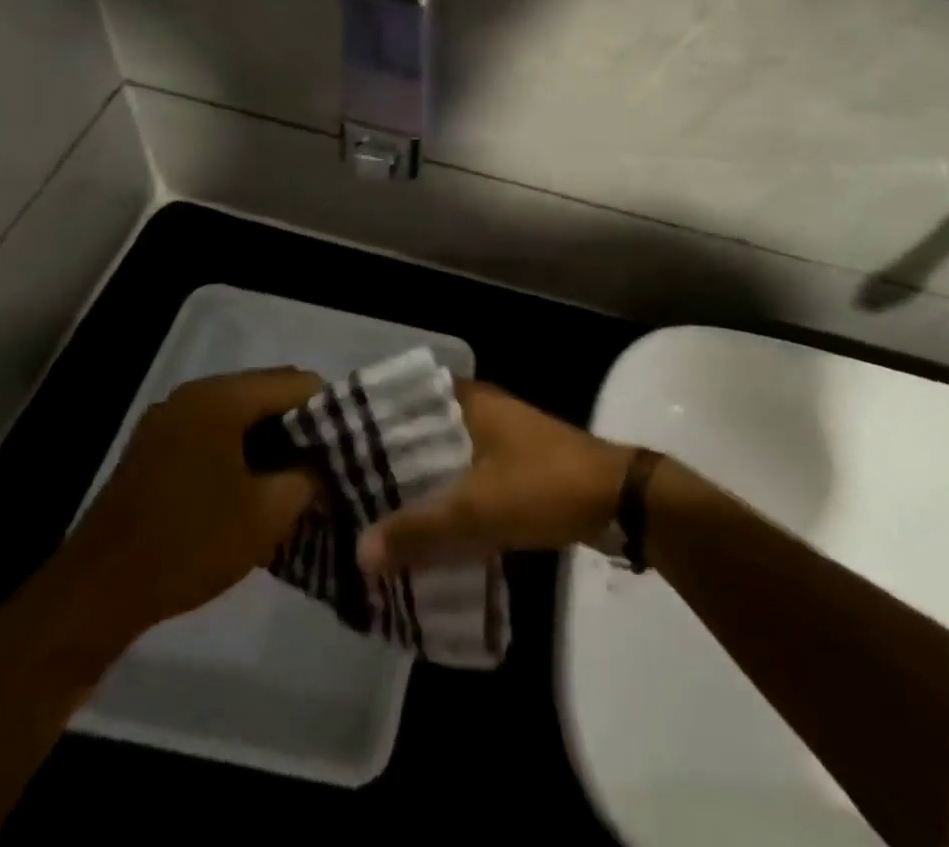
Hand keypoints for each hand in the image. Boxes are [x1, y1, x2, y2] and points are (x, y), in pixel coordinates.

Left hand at [63, 367, 322, 635]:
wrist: (93, 596)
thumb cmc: (189, 545)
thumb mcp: (269, 513)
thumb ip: (311, 477)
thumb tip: (329, 463)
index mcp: (223, 397)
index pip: (299, 383)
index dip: (330, 412)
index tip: (346, 448)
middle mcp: (195, 393)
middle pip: (269, 392)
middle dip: (301, 425)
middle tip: (323, 464)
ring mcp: (170, 417)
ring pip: (242, 412)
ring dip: (271, 438)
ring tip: (292, 477)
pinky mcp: (155, 444)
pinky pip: (215, 429)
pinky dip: (240, 448)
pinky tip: (251, 485)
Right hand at [358, 382, 634, 574]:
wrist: (615, 500)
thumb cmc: (543, 486)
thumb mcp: (477, 511)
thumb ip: (418, 530)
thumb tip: (359, 551)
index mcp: (470, 401)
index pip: (407, 397)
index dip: (371, 417)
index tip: (333, 444)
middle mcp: (481, 409)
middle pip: (422, 428)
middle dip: (388, 456)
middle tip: (342, 486)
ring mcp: (499, 435)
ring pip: (443, 453)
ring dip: (416, 478)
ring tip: (371, 508)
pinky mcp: (512, 464)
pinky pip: (464, 473)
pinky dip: (442, 493)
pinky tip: (420, 523)